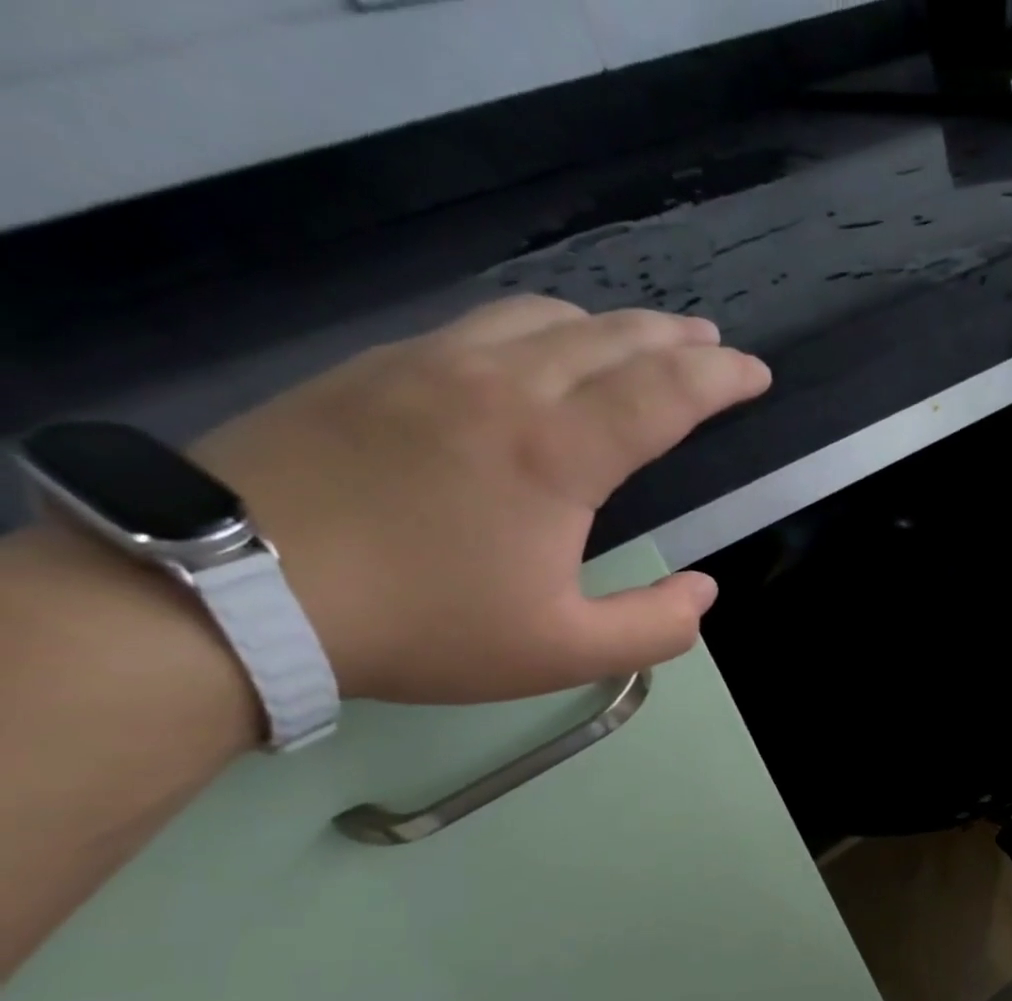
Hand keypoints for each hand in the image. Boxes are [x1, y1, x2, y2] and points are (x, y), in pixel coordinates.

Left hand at [187, 297, 770, 704]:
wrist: (236, 591)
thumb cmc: (423, 626)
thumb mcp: (563, 653)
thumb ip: (655, 628)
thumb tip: (703, 592)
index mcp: (556, 453)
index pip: (663, 393)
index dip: (721, 379)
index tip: (756, 375)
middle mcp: (504, 386)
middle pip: (612, 338)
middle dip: (677, 339)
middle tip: (716, 347)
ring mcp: (434, 365)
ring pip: (546, 317)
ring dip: (612, 325)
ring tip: (643, 341)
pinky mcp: (379, 367)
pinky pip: (484, 324)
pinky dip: (543, 328)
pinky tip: (544, 351)